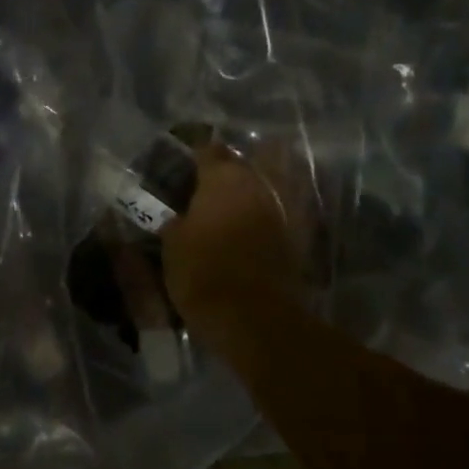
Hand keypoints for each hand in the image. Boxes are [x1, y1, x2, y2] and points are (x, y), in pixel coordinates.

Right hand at [162, 146, 305, 339]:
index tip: (181, 162)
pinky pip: (276, 213)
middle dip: (224, 170)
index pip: (207, 150)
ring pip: (263, 186)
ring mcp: (282, 208)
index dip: (193, 153)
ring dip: (247, 190)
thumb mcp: (172, 245)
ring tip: (226, 204)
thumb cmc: (204, 273)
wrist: (254, 318)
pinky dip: (263, 215)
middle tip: (203, 184)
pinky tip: (247, 226)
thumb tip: (179, 215)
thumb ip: (175, 220)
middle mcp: (257, 184)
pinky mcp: (296, 236)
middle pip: (241, 164)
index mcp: (224, 178)